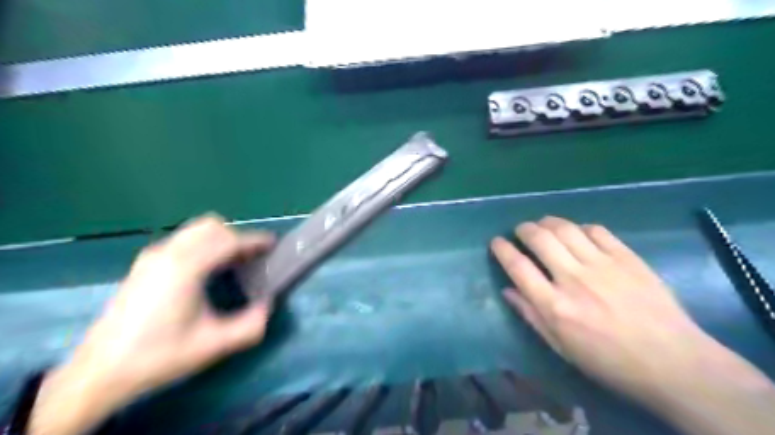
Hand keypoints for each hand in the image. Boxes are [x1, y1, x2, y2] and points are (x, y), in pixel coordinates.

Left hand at [31, 216, 272, 434]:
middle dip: (237, 236)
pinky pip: (183, 240)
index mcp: (186, 268)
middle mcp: (168, 253)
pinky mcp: (144, 264)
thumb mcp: (215, 345)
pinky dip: (203, 244)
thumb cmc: (160, 355)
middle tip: (252, 257)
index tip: (273, 244)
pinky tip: (208, 269)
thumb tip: (268, 304)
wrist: (101, 372)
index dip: (255, 240)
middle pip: (211, 227)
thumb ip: (252, 324)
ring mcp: (152, 256)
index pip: (228, 240)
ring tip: (233, 261)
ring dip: (219, 239)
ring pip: (195, 230)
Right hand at [490, 216, 774, 434]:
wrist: (673, 362)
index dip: (502, 249)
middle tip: (521, 230)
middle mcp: (573, 279)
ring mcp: (602, 265)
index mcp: (554, 306)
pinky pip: (596, 230)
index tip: (496, 242)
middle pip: (539, 238)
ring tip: (544, 225)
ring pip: (565, 228)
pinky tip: (578, 234)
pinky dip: (580, 227)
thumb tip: (508, 290)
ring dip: (548, 222)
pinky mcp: (627, 257)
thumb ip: (531, 315)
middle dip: (523, 229)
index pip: (517, 266)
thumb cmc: (609, 361)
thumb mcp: (561, 347)